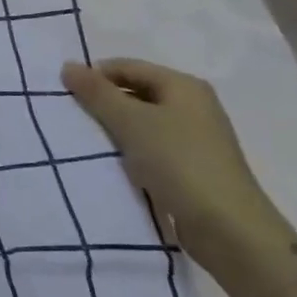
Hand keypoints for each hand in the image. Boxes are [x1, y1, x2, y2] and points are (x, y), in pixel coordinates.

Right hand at [60, 57, 295, 295]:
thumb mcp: (130, 122)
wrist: (229, 230)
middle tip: (75, 118)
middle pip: (136, 92)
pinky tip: (116, 163)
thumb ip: (96, 92)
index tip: (67, 96)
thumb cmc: (178, 163)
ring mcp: (197, 139)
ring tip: (91, 142)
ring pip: (143, 121)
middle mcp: (194, 106)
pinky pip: (153, 147)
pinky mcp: (195, 168)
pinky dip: (132, 150)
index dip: (95, 76)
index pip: (127, 67)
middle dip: (105, 103)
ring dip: (117, 128)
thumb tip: (68, 65)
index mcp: (184, 86)